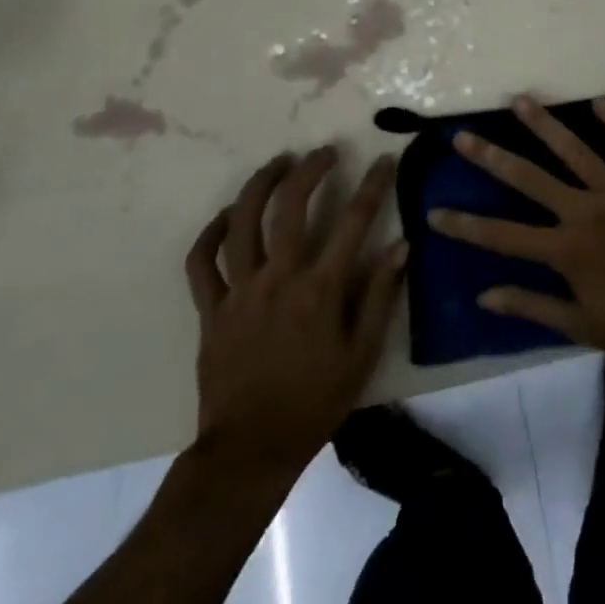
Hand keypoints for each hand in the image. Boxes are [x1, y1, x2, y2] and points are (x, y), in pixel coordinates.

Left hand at [186, 147, 404, 472]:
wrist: (250, 451)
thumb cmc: (315, 403)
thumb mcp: (362, 355)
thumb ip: (381, 296)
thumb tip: (402, 246)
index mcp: (319, 290)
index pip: (353, 221)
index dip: (373, 185)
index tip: (385, 160)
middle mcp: (277, 278)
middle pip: (290, 206)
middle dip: (311, 170)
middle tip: (325, 152)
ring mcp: (239, 291)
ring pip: (242, 221)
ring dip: (260, 184)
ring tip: (279, 163)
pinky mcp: (210, 309)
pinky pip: (202, 261)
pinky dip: (211, 232)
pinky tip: (227, 215)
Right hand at [430, 97, 604, 366]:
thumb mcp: (585, 327)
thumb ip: (534, 307)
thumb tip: (486, 296)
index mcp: (567, 250)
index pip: (503, 236)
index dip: (466, 225)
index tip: (435, 212)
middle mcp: (586, 212)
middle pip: (530, 179)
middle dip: (492, 157)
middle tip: (463, 136)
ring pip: (576, 149)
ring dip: (545, 124)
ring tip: (520, 100)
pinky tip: (600, 102)